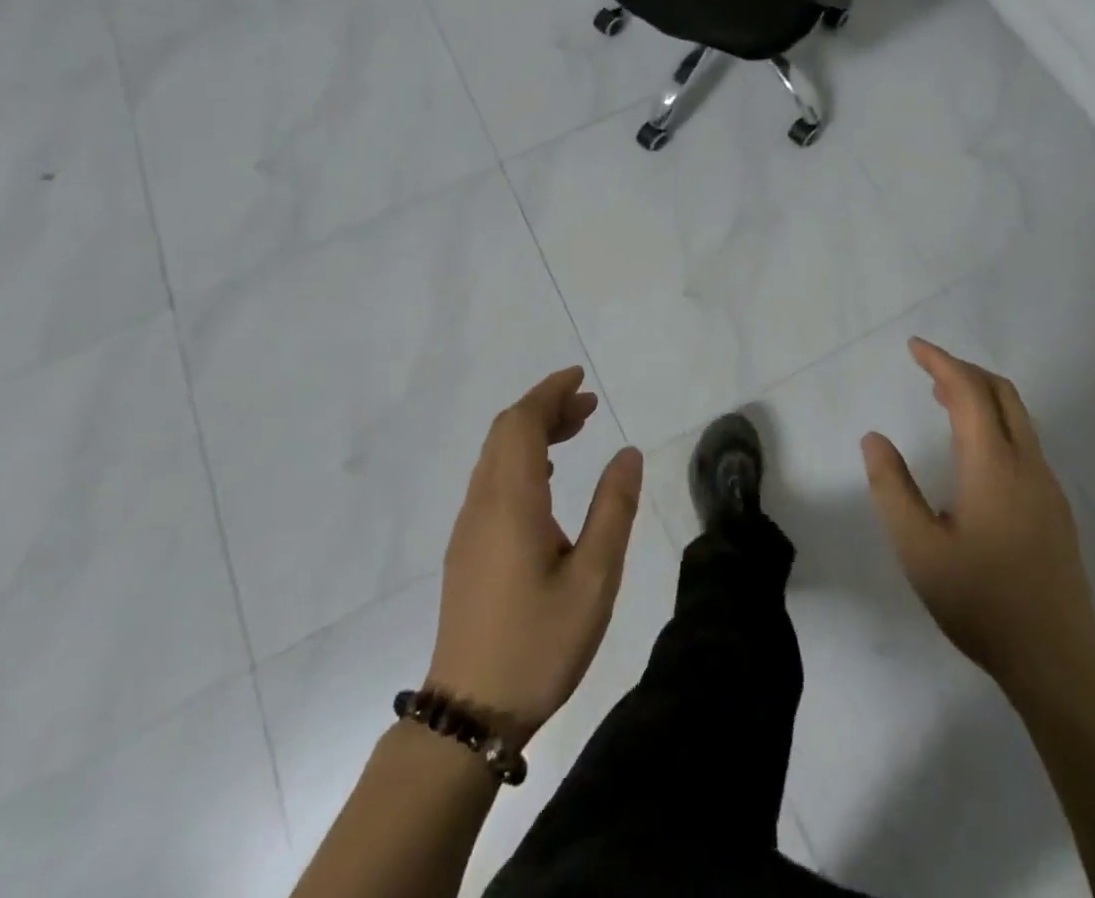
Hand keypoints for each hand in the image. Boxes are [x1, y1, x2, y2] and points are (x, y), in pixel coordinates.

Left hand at [426, 368, 642, 742]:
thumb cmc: (538, 645)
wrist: (469, 715)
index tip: (580, 379)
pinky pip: (491, 480)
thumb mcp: (594, 579)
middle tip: (588, 406)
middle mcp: (482, 504)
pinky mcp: (467, 549)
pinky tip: (547, 480)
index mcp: (511, 502)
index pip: (521, 423)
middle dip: (545, 407)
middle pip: (505, 432)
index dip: (549, 393)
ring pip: (496, 456)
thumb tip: (627, 452)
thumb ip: (613, 509)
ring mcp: (469, 527)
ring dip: (532, 432)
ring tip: (575, 432)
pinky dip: (520, 459)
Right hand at [861, 339, 1094, 692]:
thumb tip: (874, 439)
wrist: (1058, 659)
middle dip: (964, 369)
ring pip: (1017, 417)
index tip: (914, 347)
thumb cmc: (981, 601)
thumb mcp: (918, 548)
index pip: (969, 391)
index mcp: (993, 465)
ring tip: (942, 399)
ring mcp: (1046, 486)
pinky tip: (972, 452)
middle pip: (1001, 393)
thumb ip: (891, 487)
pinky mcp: (1054, 508)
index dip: (940, 362)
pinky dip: (994, 422)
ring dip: (980, 395)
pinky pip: (1023, 441)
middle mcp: (1026, 464)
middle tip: (927, 368)